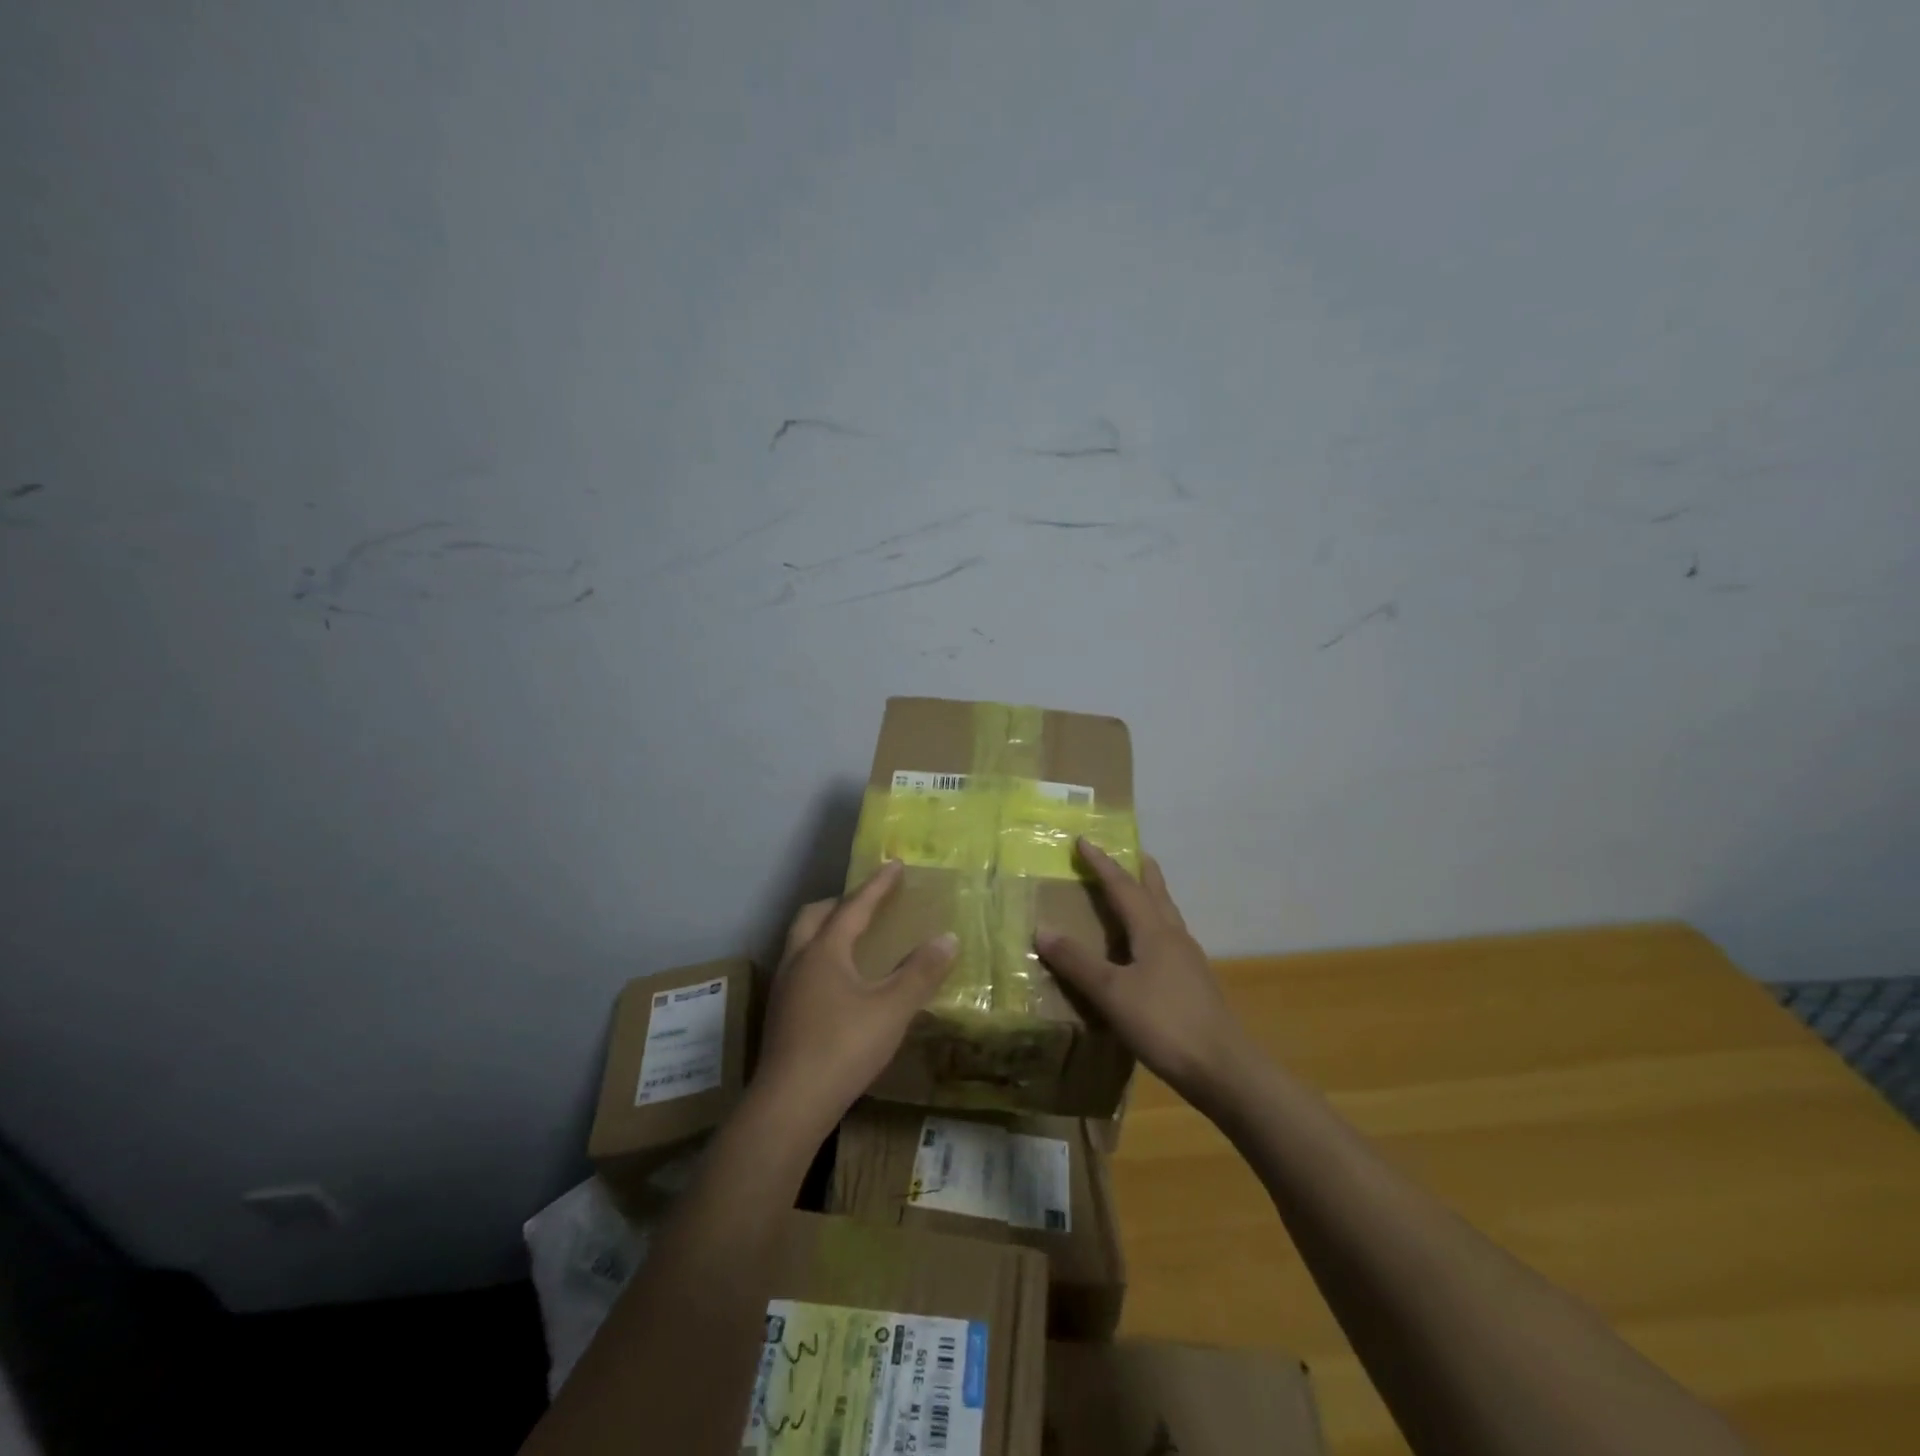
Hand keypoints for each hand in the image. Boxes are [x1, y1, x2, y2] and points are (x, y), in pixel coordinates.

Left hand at [753, 861, 956, 1138]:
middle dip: (841, 902)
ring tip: (853, 939)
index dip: (877, 885)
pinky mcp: (780, 1015)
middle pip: (814, 916)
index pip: (854, 906)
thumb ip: (920, 972)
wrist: (788, 1105)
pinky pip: (800, 967)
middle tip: (866, 902)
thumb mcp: (892, 1009)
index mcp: (824, 951)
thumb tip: (948, 938)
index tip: (894, 864)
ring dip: (826, 929)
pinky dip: (820, 957)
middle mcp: (798, 961)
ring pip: (801, 942)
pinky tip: (838, 983)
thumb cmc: (843, 1048)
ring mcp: (784, 989)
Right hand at [1036, 841, 1255, 1108]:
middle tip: (1132, 853)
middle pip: (1156, 893)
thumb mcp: (1112, 993)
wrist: (1224, 1069)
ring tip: (1138, 893)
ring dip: (1150, 897)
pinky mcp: (1194, 984)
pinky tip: (1148, 948)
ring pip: (1166, 916)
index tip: (1084, 841)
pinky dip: (1154, 927)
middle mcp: (1173, 937)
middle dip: (1140, 871)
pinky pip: (1169, 940)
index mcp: (1153, 931)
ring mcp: (1188, 961)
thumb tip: (1042, 928)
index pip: (1123, 886)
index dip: (1102, 864)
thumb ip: (1078, 962)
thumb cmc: (1165, 1023)